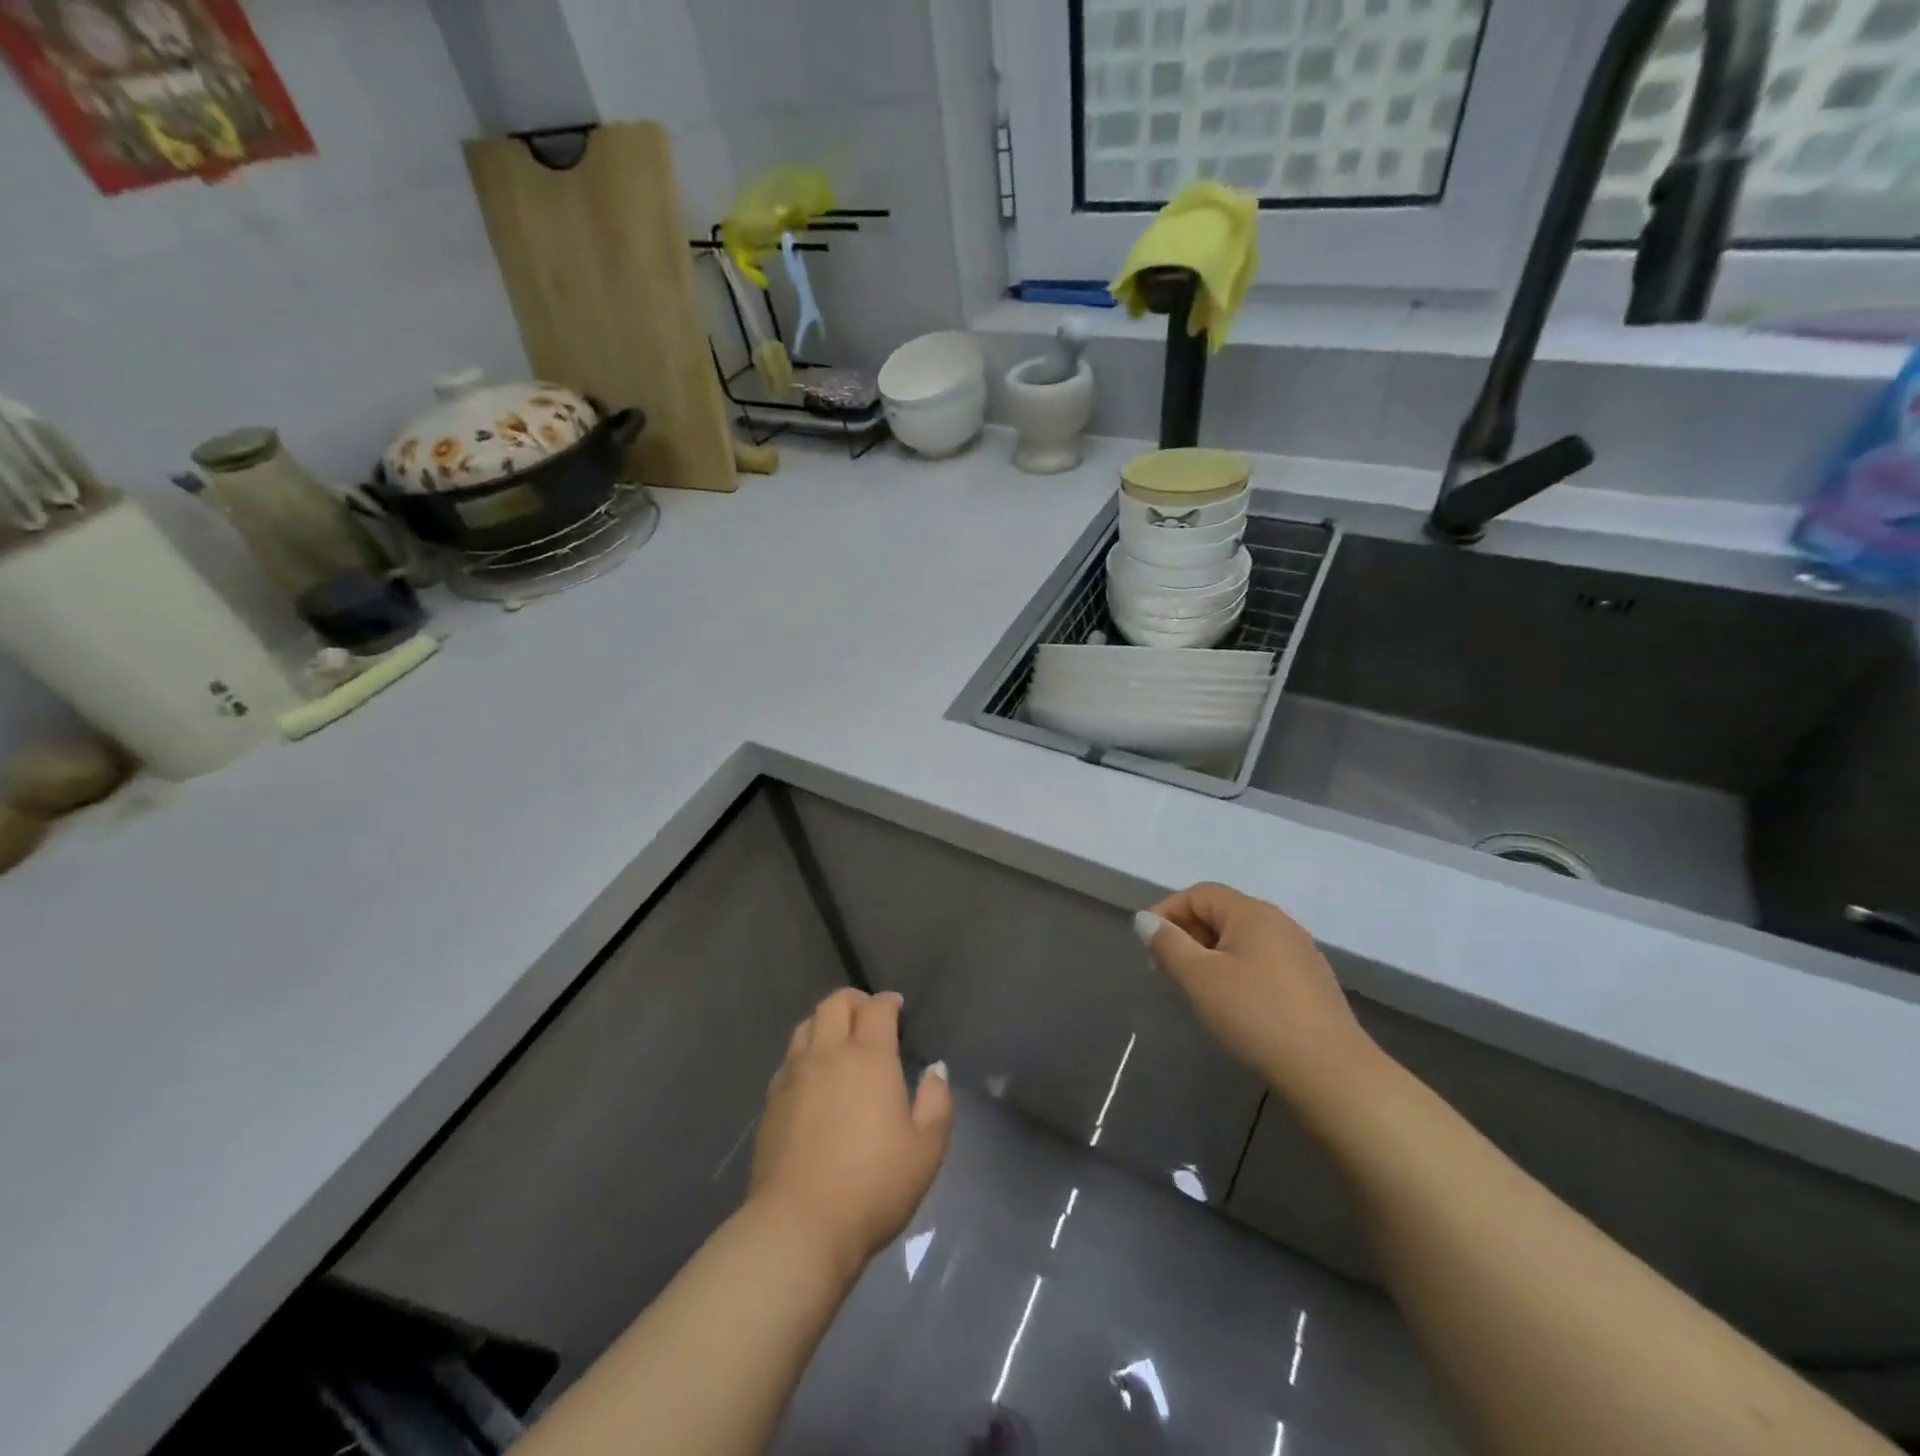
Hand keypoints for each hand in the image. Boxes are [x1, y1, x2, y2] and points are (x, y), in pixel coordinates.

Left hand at [749, 988, 953, 1277]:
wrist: (799, 1227)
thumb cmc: (873, 1186)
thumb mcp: (926, 1150)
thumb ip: (936, 1102)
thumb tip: (935, 1070)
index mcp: (869, 1057)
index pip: (877, 1008)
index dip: (888, 1002)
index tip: (896, 1008)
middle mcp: (828, 1054)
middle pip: (834, 1003)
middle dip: (854, 1001)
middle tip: (868, 1016)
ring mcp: (794, 1075)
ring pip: (806, 1025)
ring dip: (825, 1022)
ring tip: (839, 1040)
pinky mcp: (771, 1101)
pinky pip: (789, 1058)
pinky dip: (805, 1052)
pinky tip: (813, 1077)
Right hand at [1137, 884, 1377, 1116]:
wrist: (1330, 1072)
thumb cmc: (1255, 1015)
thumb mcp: (1199, 978)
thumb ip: (1168, 944)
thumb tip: (1145, 920)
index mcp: (1252, 912)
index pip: (1199, 894)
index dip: (1167, 912)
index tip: (1146, 945)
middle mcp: (1279, 922)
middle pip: (1221, 913)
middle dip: (1186, 935)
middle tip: (1163, 969)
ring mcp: (1299, 952)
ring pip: (1240, 940)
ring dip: (1209, 955)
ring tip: (1192, 987)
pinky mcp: (1310, 982)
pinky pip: (1260, 961)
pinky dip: (1235, 970)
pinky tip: (1230, 1003)